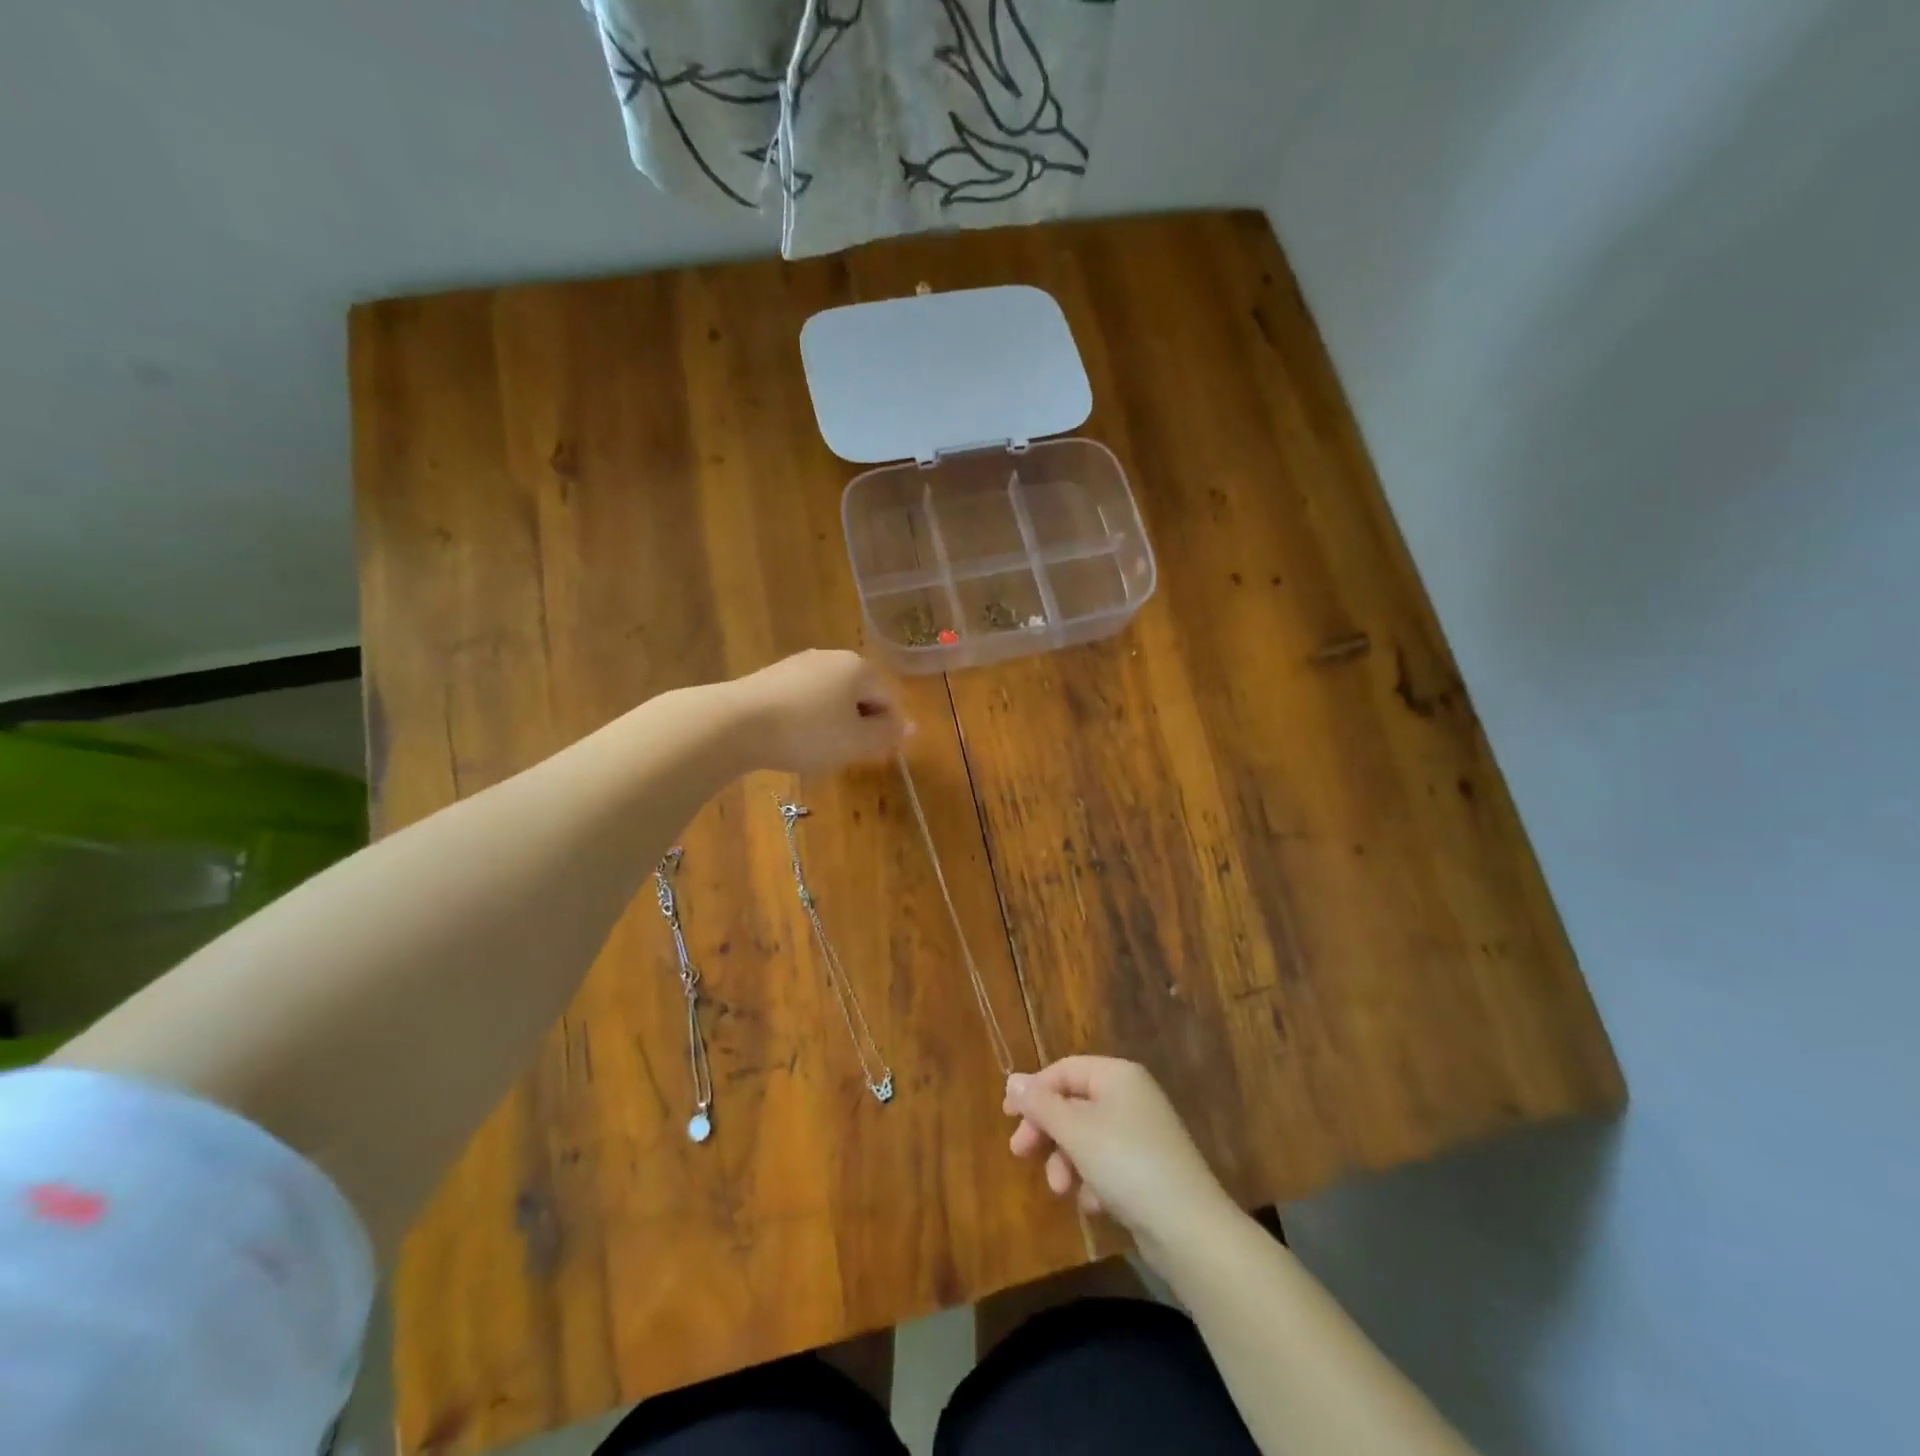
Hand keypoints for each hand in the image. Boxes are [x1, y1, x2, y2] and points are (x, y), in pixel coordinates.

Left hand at [731, 650, 910, 773]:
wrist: (735, 723)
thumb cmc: (807, 732)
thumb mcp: (856, 741)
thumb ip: (887, 734)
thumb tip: (911, 726)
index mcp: (859, 667)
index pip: (889, 698)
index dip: (886, 729)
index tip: (871, 755)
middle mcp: (831, 657)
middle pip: (860, 693)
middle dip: (859, 724)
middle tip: (846, 754)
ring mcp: (798, 664)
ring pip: (830, 697)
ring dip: (832, 723)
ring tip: (817, 750)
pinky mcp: (771, 676)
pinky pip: (803, 699)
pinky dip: (806, 719)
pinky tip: (792, 739)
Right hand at [1005, 1056, 1235, 1263]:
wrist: (1189, 1229)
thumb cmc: (1126, 1164)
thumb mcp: (1075, 1130)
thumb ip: (1040, 1104)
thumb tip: (1012, 1080)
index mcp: (1117, 1075)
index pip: (1064, 1070)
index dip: (1033, 1091)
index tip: (1008, 1119)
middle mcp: (1131, 1096)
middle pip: (1073, 1103)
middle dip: (1047, 1131)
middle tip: (1021, 1154)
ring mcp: (1141, 1133)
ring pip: (1086, 1137)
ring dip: (1067, 1161)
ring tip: (1062, 1189)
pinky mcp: (1147, 1169)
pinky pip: (1106, 1164)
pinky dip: (1093, 1181)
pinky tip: (1095, 1204)